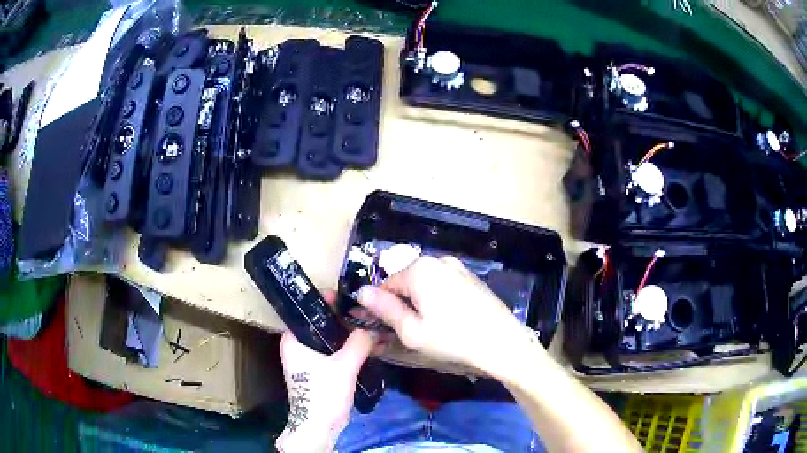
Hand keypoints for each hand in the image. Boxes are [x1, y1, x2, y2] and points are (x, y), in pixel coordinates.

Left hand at [276, 291, 374, 452]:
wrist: (319, 426)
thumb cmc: (323, 393)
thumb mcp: (343, 366)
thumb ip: (359, 343)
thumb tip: (372, 326)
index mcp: (292, 339)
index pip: (309, 310)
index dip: (328, 301)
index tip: (350, 297)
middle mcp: (296, 345)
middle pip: (321, 324)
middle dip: (343, 319)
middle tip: (364, 312)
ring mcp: (307, 359)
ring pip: (328, 339)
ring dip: (347, 335)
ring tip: (368, 326)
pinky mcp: (318, 370)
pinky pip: (333, 352)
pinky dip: (347, 348)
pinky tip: (365, 345)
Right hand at [358, 256, 536, 375]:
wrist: (502, 341)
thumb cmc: (453, 339)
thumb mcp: (411, 330)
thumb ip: (385, 309)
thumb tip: (361, 292)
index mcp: (419, 269)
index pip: (386, 285)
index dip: (383, 307)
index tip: (389, 328)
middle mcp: (437, 260)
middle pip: (406, 282)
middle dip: (404, 304)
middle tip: (413, 331)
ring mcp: (457, 267)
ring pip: (425, 284)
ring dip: (421, 302)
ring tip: (433, 328)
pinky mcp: (470, 277)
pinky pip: (443, 285)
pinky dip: (439, 299)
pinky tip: (450, 320)